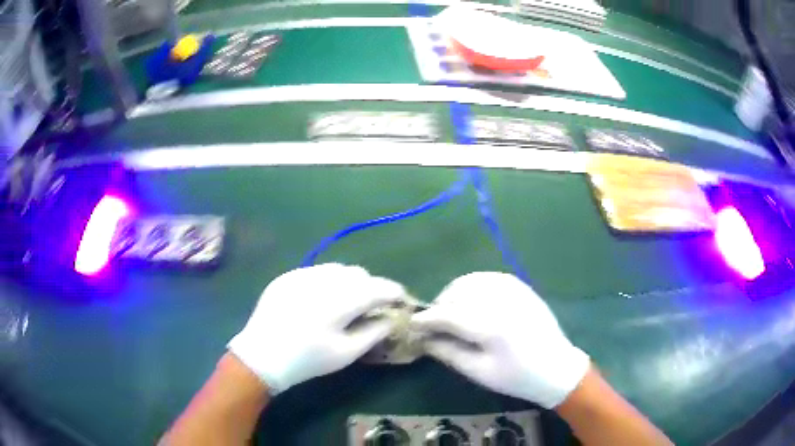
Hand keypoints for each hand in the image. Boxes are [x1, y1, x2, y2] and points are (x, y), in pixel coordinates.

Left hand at [228, 264, 404, 394]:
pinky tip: (321, 299)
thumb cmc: (308, 360)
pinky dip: (327, 281)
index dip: (393, 291)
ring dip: (349, 281)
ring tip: (347, 300)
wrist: (262, 356)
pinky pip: (316, 271)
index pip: (377, 287)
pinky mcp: (287, 276)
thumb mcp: (346, 353)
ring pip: (337, 268)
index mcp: (339, 301)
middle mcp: (321, 280)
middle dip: (371, 286)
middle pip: (358, 274)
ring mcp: (301, 275)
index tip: (401, 298)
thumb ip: (374, 332)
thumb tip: (391, 317)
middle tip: (372, 305)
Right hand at [412, 272, 589, 407]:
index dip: (426, 319)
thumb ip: (448, 352)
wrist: (556, 367)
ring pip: (471, 280)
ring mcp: (513, 289)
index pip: (448, 315)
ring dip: (454, 293)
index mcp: (491, 326)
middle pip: (457, 292)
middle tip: (433, 322)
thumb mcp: (479, 372)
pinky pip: (488, 277)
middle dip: (439, 305)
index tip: (411, 324)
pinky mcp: (521, 286)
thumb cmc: (517, 377)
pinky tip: (471, 301)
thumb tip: (423, 339)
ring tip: (450, 311)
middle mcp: (501, 300)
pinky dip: (473, 285)